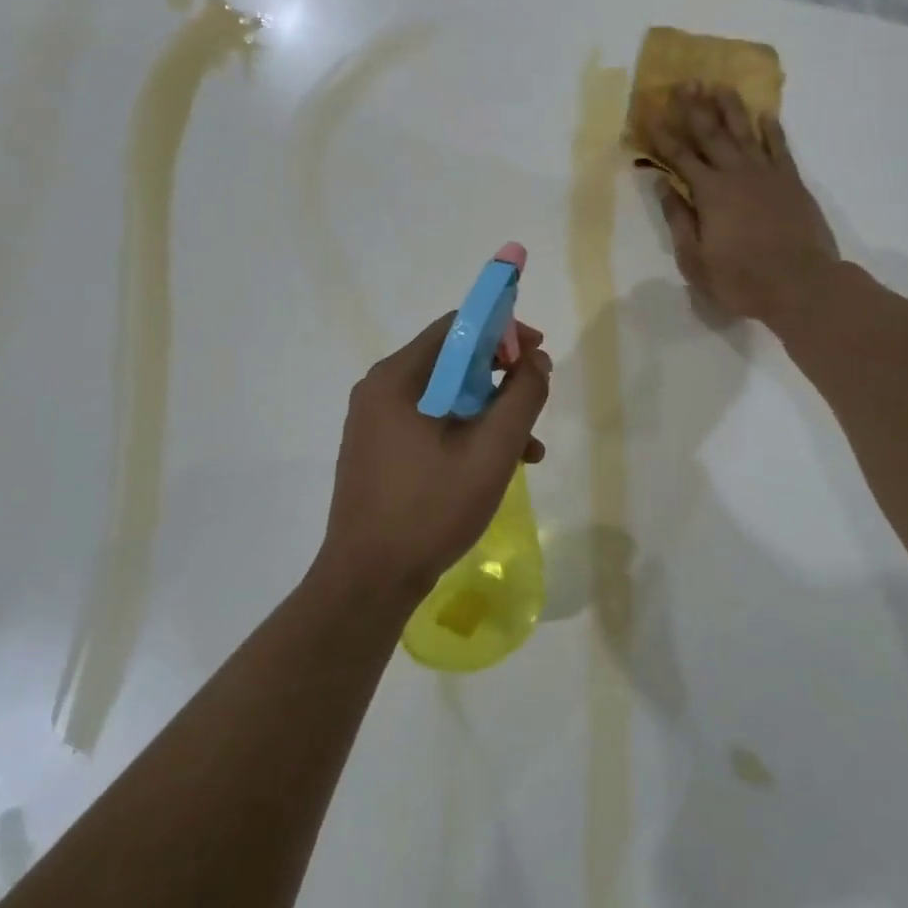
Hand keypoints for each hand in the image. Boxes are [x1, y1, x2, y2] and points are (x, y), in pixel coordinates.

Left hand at [317, 314, 552, 601]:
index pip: (457, 327)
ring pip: (445, 396)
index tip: (537, 353)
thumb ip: (522, 397)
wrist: (369, 580)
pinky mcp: (379, 449)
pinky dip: (465, 433)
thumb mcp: (491, 451)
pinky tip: (495, 466)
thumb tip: (535, 360)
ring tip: (528, 448)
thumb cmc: (431, 509)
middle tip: (535, 398)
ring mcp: (375, 422)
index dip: (503, 331)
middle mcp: (380, 389)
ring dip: (489, 411)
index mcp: (398, 378)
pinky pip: (430, 423)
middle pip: (451, 361)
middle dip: (501, 377)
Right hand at [646, 84, 841, 331]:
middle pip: (711, 133)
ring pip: (746, 131)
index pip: (679, 157)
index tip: (650, 113)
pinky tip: (765, 114)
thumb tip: (664, 186)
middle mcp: (736, 174)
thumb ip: (679, 220)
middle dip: (694, 107)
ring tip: (719, 84)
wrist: (801, 285)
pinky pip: (780, 147)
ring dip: (730, 107)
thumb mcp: (695, 260)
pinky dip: (772, 128)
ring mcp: (768, 175)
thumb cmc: (741, 280)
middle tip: (684, 82)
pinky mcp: (792, 182)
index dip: (663, 135)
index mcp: (709, 193)